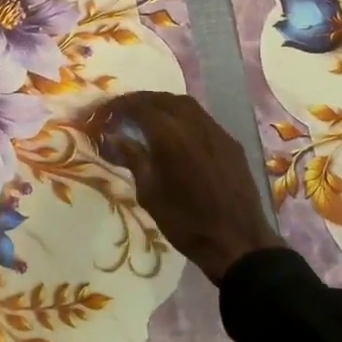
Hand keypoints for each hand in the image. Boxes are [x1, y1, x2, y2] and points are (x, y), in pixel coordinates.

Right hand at [87, 91, 279, 284]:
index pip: (139, 107)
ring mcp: (216, 131)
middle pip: (162, 99)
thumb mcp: (150, 194)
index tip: (102, 114)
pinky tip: (176, 133)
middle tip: (121, 111)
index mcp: (170, 136)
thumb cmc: (186, 223)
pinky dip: (182, 116)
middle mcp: (194, 124)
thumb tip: (116, 137)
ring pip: (185, 104)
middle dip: (139, 101)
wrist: (239, 243)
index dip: (118, 107)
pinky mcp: (230, 142)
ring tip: (146, 117)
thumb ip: (134, 159)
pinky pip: (202, 118)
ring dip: (162, 104)